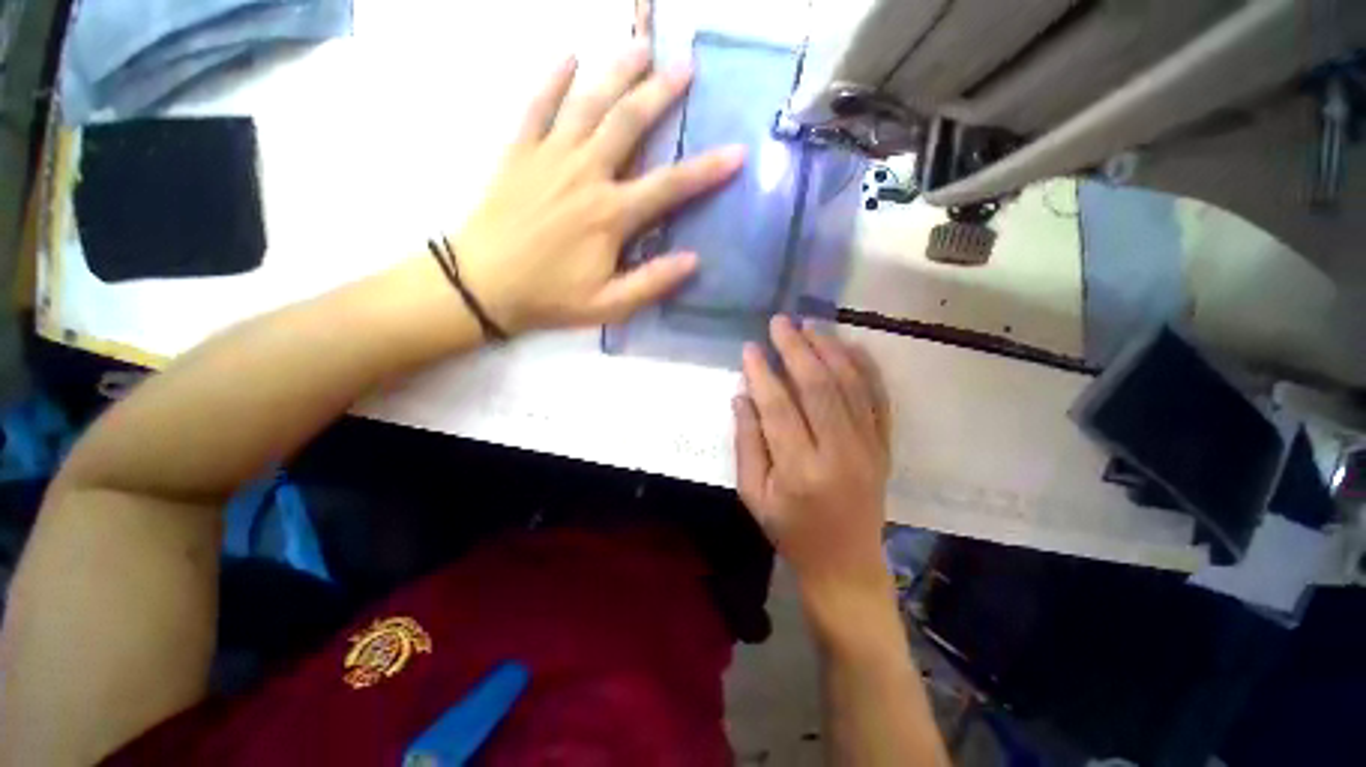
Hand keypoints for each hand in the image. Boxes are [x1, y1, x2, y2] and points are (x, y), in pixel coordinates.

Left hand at [453, 44, 743, 333]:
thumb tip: (693, 260)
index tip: (736, 152)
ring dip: (616, 71)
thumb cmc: (550, 298)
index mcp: (610, 214)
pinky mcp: (518, 152)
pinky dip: (553, 79)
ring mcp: (549, 157)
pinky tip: (568, 56)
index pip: (669, 186)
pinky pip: (536, 106)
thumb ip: (651, 282)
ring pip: (588, 103)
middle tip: (685, 67)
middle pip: (629, 123)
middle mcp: (585, 174)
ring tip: (640, 45)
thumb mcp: (609, 305)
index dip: (706, 170)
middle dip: (661, 93)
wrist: (482, 285)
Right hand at [734, 317, 893, 614]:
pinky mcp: (884, 445)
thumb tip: (743, 395)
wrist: (846, 563)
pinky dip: (865, 367)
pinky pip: (878, 397)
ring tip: (810, 325)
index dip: (762, 373)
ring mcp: (868, 447)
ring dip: (829, 349)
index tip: (750, 348)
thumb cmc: (791, 531)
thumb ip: (747, 443)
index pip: (778, 407)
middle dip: (797, 348)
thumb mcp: (754, 495)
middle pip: (818, 386)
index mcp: (799, 470)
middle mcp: (839, 453)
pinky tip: (849, 345)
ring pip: (850, 384)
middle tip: (780, 322)